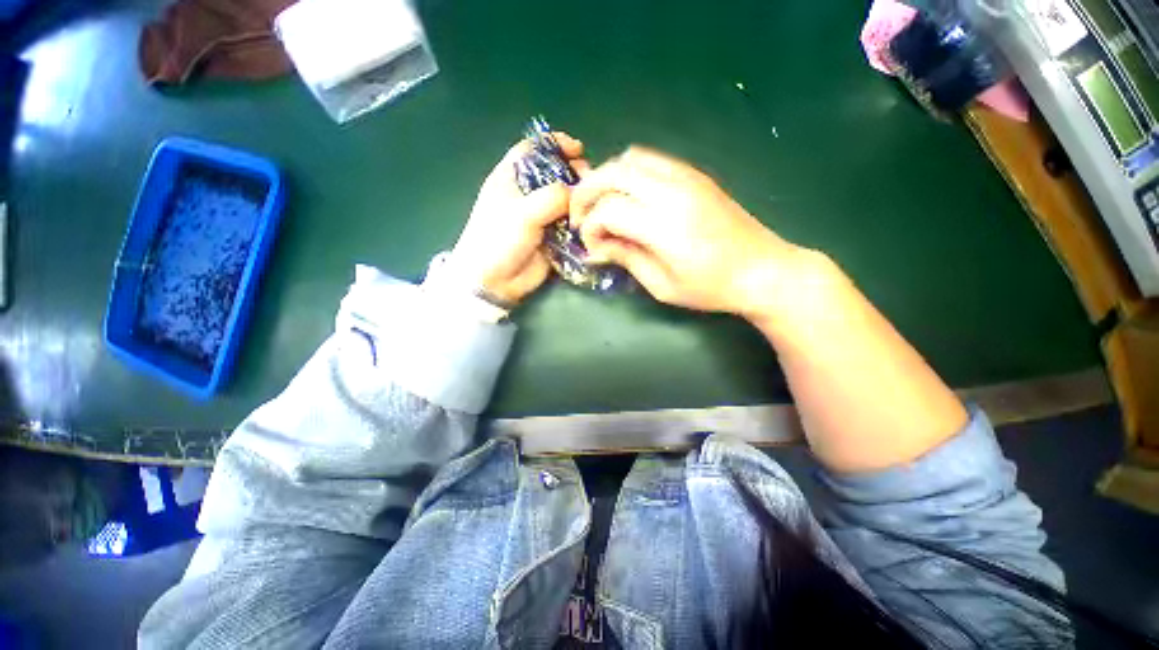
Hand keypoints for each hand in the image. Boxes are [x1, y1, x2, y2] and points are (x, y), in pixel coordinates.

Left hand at [448, 133, 588, 305]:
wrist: (494, 281)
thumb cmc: (499, 239)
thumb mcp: (523, 213)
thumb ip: (553, 197)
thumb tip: (580, 191)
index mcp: (511, 179)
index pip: (533, 150)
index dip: (555, 144)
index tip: (578, 149)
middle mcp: (527, 195)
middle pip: (555, 175)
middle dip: (574, 174)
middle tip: (590, 182)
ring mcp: (540, 217)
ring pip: (565, 201)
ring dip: (580, 201)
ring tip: (594, 204)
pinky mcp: (551, 237)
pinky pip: (569, 225)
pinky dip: (580, 223)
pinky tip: (590, 222)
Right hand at [570, 146, 805, 317]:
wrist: (762, 270)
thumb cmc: (711, 288)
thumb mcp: (662, 285)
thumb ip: (626, 259)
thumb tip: (596, 247)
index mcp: (665, 225)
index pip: (609, 210)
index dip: (591, 228)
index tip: (592, 248)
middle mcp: (673, 191)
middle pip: (613, 173)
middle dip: (587, 193)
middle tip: (581, 218)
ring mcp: (686, 176)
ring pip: (630, 159)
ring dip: (607, 178)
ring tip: (602, 206)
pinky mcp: (695, 174)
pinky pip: (651, 160)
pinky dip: (629, 173)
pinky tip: (629, 198)